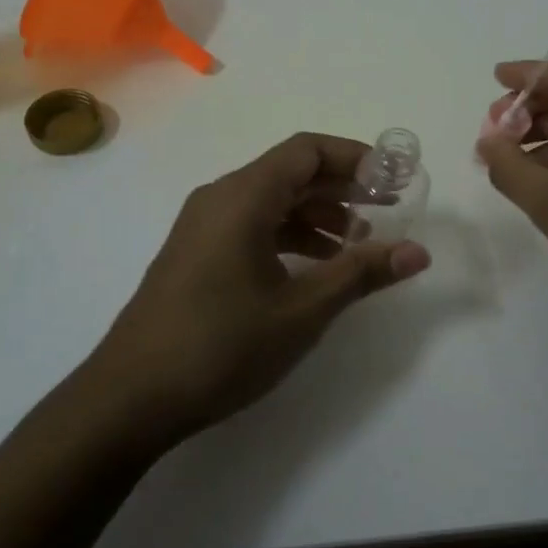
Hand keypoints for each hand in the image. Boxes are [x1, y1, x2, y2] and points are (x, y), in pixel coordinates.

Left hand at [87, 133, 431, 444]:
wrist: (130, 397)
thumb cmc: (221, 345)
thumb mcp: (301, 311)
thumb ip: (360, 273)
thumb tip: (418, 252)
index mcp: (242, 196)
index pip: (307, 151)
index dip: (355, 158)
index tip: (394, 179)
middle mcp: (220, 198)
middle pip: (290, 172)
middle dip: (341, 187)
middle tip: (387, 209)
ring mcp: (203, 225)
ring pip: (271, 201)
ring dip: (317, 214)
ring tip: (357, 245)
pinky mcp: (196, 252)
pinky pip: (251, 224)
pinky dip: (289, 235)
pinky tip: (314, 268)